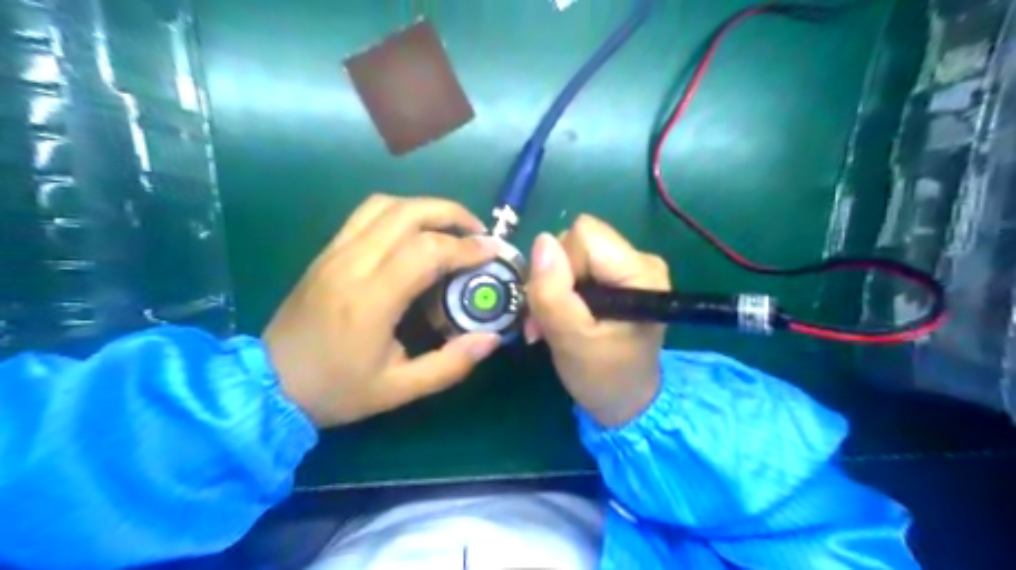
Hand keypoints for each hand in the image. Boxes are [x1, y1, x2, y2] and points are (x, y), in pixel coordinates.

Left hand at [261, 193, 499, 427]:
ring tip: (450, 228)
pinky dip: (399, 211)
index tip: (493, 252)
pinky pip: (366, 214)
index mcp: (371, 301)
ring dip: (425, 208)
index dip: (466, 247)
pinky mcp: (326, 252)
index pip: (426, 251)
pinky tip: (415, 232)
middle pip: (408, 213)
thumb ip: (450, 365)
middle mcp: (352, 265)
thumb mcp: (400, 389)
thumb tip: (491, 339)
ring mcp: (335, 253)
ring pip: (385, 205)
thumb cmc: (337, 390)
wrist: (269, 384)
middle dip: (452, 214)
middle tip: (478, 233)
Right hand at [527, 213, 672, 426]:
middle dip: (553, 277)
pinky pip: (578, 267)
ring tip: (551, 324)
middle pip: (577, 241)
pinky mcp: (620, 278)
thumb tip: (541, 241)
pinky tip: (561, 318)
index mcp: (640, 272)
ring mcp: (630, 268)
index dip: (561, 265)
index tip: (556, 304)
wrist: (625, 403)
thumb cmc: (603, 377)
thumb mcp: (571, 340)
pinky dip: (562, 291)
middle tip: (546, 319)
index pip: (583, 236)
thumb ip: (553, 292)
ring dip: (553, 287)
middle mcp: (641, 260)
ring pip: (572, 253)